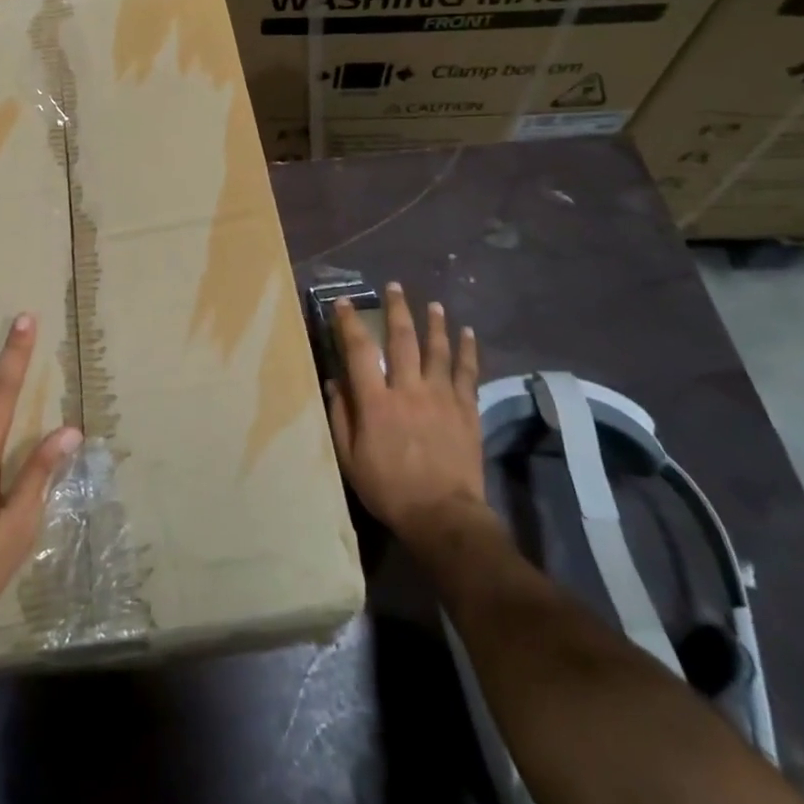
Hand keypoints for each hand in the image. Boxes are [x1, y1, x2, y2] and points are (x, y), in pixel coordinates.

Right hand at [326, 283, 495, 555]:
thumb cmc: (389, 489)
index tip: (345, 302)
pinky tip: (468, 334)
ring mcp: (441, 397)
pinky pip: (467, 372)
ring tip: (433, 304)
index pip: (359, 351)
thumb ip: (341, 417)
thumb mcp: (350, 458)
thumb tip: (334, 383)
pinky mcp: (466, 410)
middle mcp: (408, 389)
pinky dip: (468, 351)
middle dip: (397, 310)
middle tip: (395, 287)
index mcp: (376, 401)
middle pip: (402, 340)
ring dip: (434, 323)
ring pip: (438, 349)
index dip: (350, 323)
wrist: (443, 516)